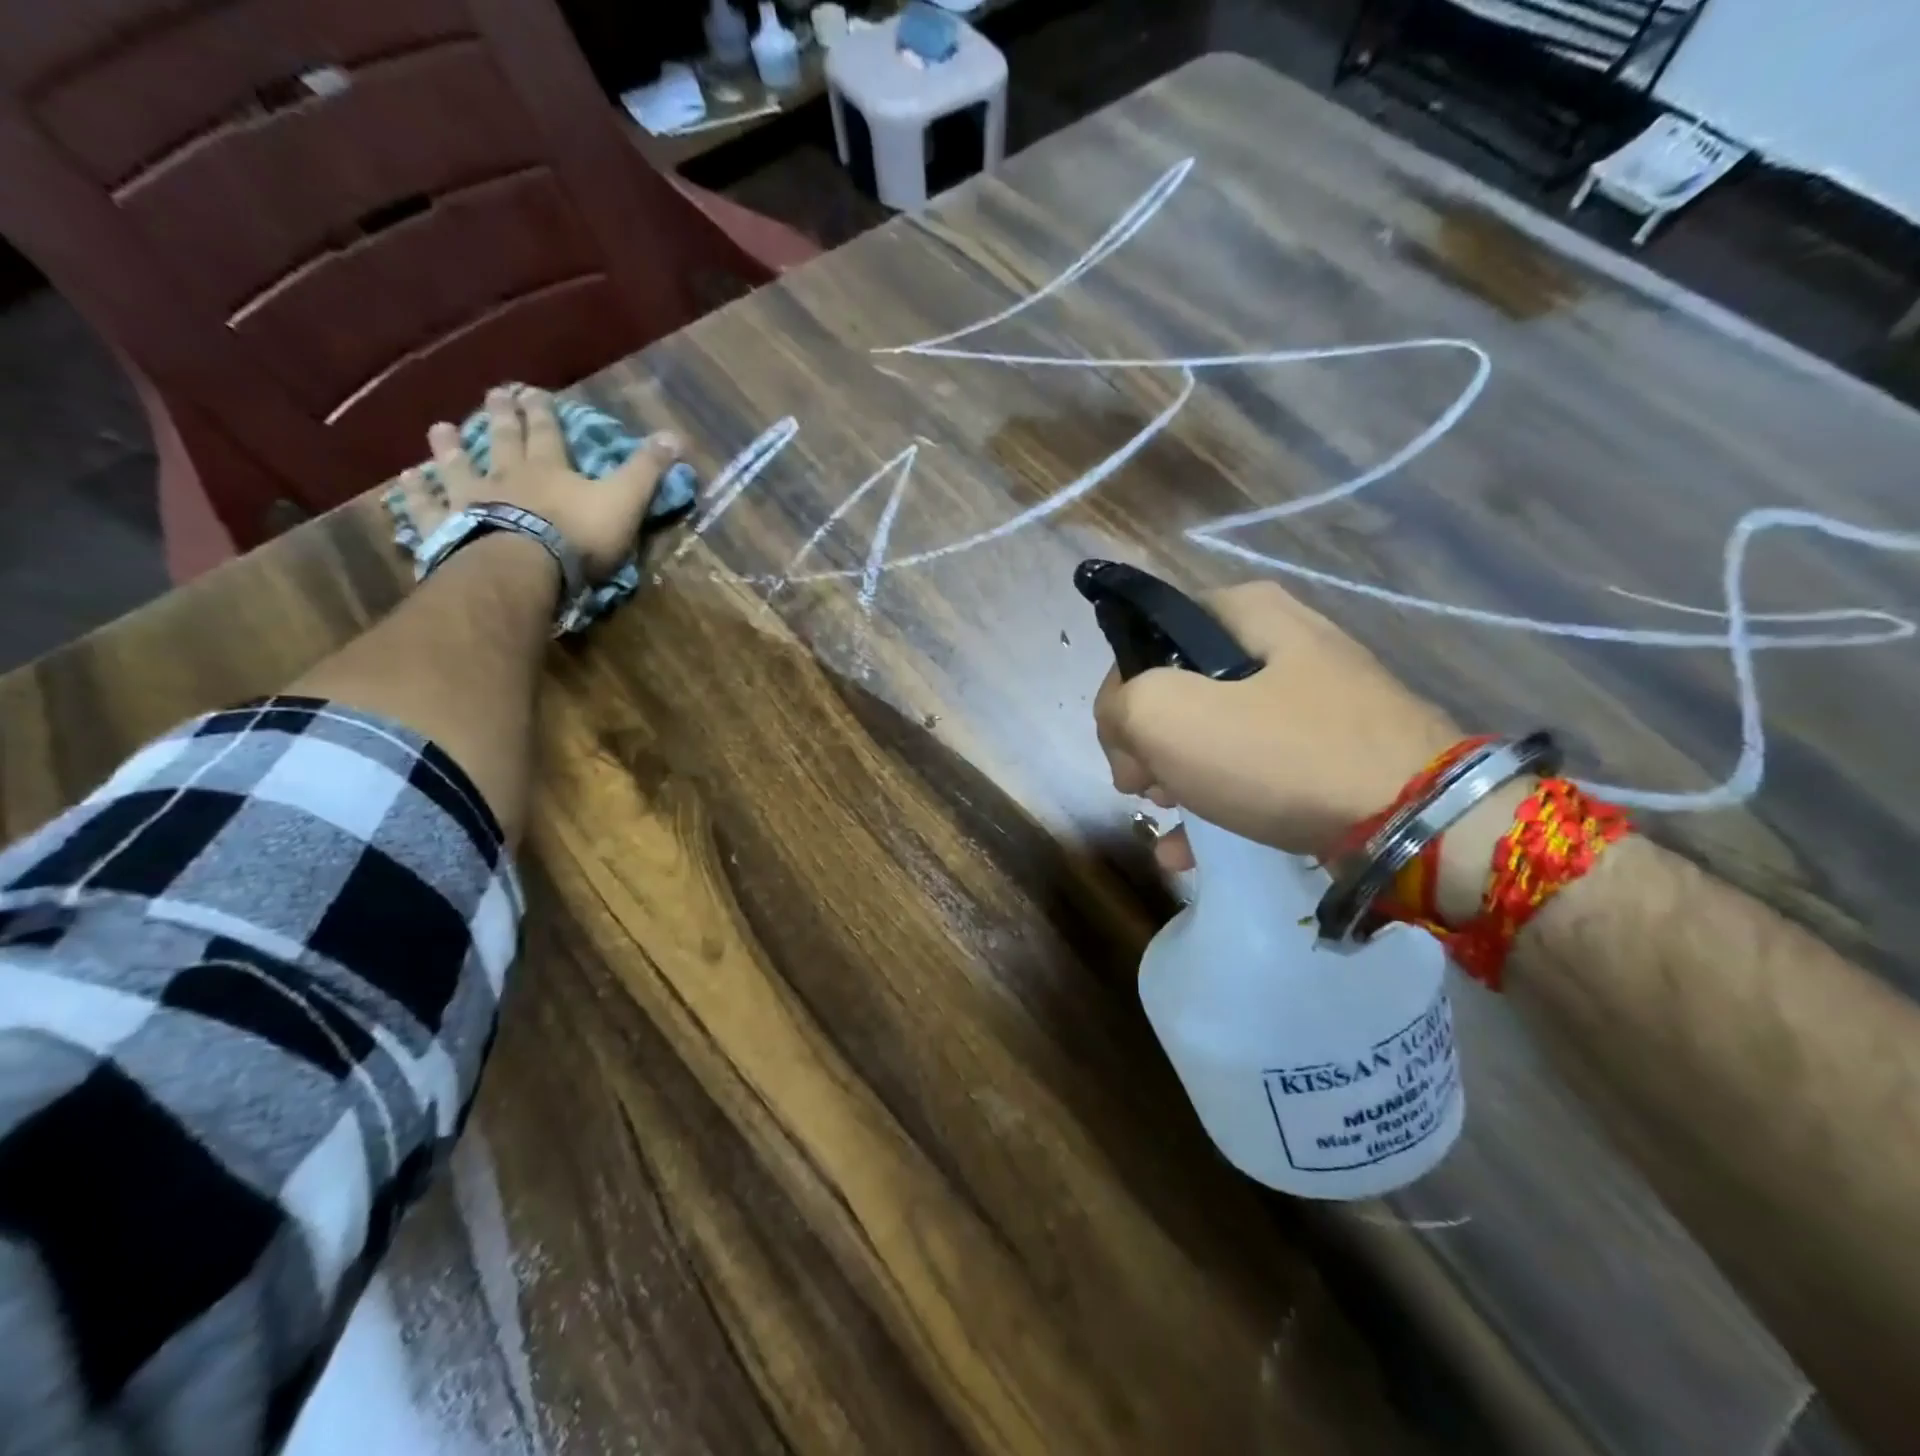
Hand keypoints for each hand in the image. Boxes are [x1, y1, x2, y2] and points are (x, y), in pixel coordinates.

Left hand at [395, 387, 682, 581]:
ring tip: (440, 428)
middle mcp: (505, 475)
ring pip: (457, 467)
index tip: (533, 391)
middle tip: (493, 394)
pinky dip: (415, 496)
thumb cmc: (578, 536)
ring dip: (449, 448)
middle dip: (500, 417)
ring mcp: (470, 500)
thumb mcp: (624, 501)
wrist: (522, 568)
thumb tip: (676, 436)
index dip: (543, 412)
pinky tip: (404, 485)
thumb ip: (646, 471)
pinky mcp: (446, 529)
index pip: (548, 432)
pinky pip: (426, 509)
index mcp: (549, 469)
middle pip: (502, 440)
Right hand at [1093, 581, 1461, 871]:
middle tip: (1142, 787)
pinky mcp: (1333, 751)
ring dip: (1177, 776)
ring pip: (1216, 732)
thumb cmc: (1279, 755)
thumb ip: (1119, 705)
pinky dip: (1218, 801)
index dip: (1122, 692)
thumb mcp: (1167, 715)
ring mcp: (1314, 699)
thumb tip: (1124, 728)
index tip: (1121, 747)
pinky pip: (1257, 767)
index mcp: (1246, 611)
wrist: (1417, 824)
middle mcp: (1283, 642)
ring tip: (1166, 818)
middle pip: (1182, 688)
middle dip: (1149, 743)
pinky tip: (1190, 849)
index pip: (1149, 638)